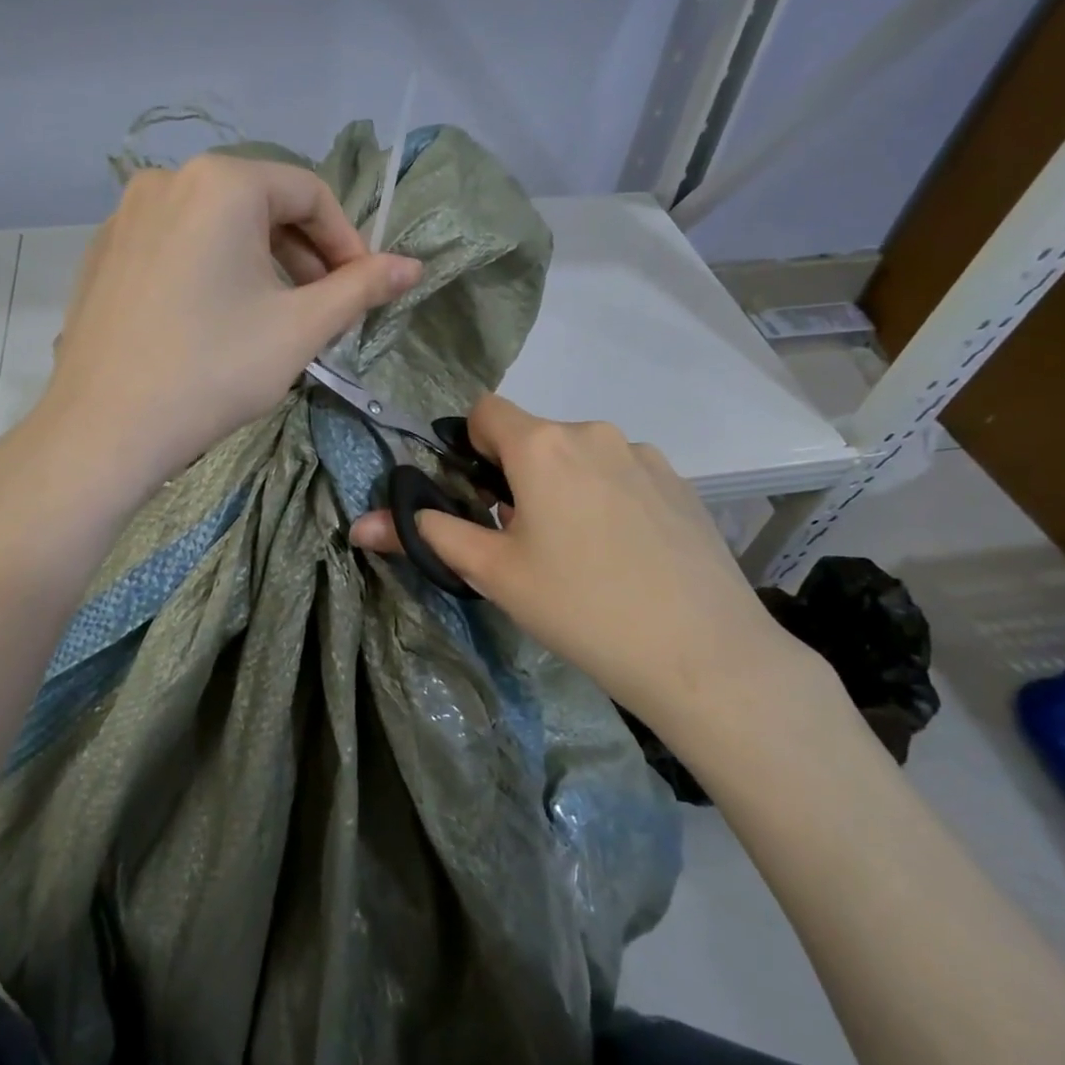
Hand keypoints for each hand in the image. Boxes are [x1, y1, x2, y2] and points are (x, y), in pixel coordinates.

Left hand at [38, 154, 420, 487]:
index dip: (348, 241)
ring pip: (218, 226)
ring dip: (261, 264)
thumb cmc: (213, 371)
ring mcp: (126, 215)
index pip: (309, 193)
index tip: (363, 290)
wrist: (104, 429)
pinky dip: (212, 270)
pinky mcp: (103, 252)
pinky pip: (177, 245)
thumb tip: (414, 266)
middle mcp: (168, 179)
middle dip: (304, 255)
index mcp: (221, 183)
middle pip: (261, 205)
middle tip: (324, 309)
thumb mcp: (300, 328)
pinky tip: (217, 321)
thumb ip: (361, 288)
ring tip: (275, 319)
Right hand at [350, 394, 807, 733]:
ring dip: (564, 486)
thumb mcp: (494, 574)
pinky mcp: (681, 483)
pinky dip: (608, 498)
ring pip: (580, 457)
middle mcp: (594, 433)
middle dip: (517, 475)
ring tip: (581, 553)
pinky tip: (626, 555)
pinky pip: (623, 474)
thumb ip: (428, 536)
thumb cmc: (581, 608)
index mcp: (543, 445)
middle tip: (524, 540)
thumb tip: (361, 524)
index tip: (480, 496)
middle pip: (535, 437)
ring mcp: (645, 456)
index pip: (487, 410)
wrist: (704, 654)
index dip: (472, 445)